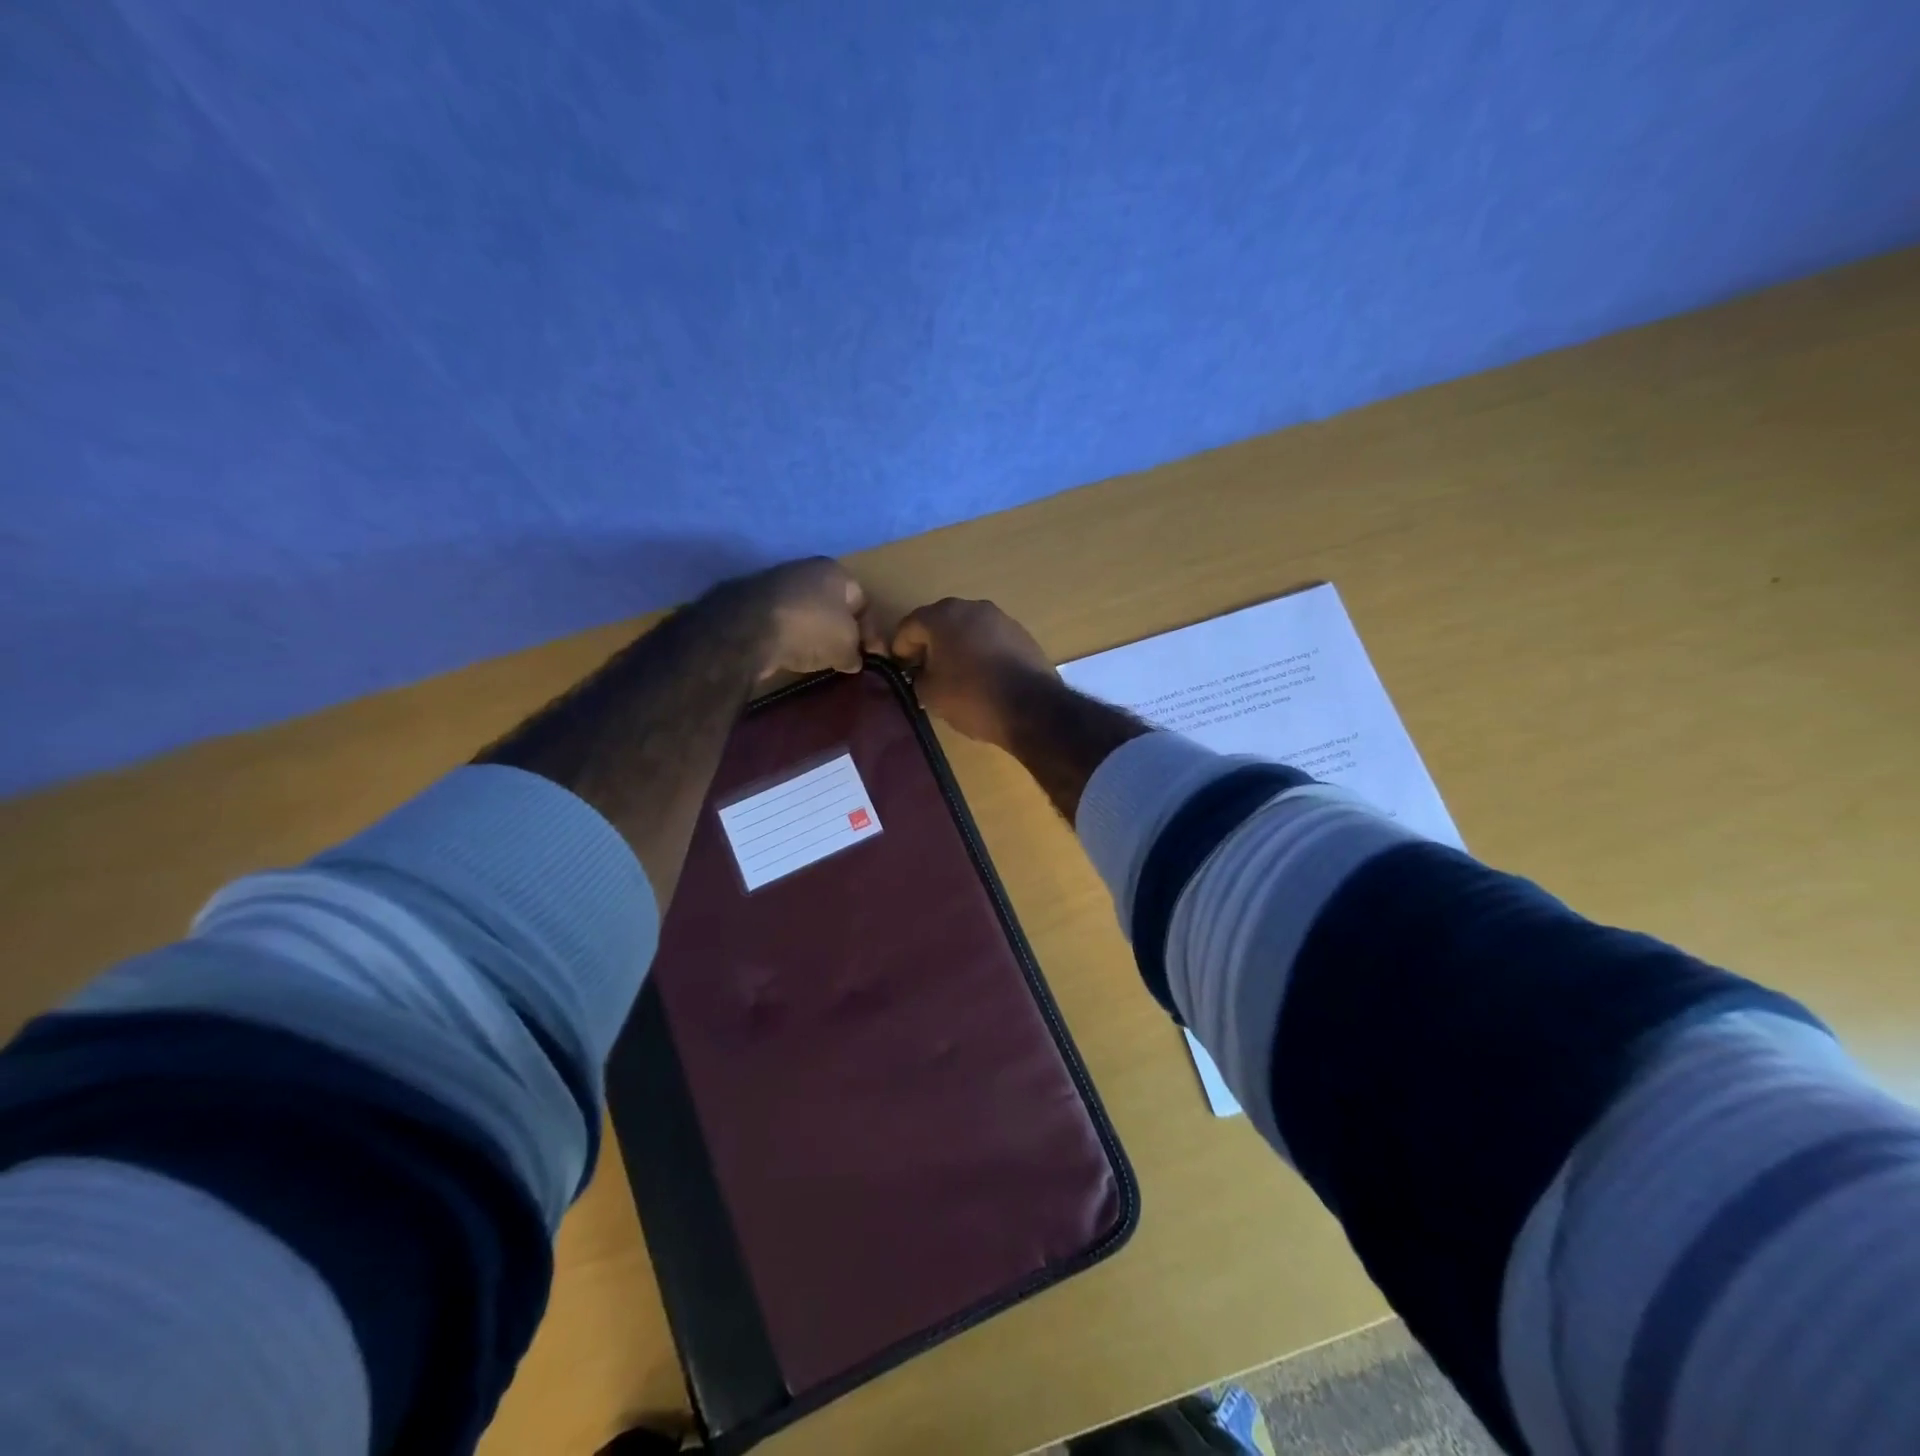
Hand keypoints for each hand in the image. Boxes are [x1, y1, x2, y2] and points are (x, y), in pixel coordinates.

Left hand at [731, 557, 878, 681]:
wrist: (749, 628)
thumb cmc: (811, 628)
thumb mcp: (846, 645)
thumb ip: (856, 652)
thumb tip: (853, 660)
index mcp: (835, 572)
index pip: (863, 602)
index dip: (872, 632)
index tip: (873, 657)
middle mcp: (807, 570)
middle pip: (834, 606)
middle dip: (842, 632)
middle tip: (847, 658)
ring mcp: (777, 584)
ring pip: (808, 613)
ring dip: (816, 635)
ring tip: (820, 660)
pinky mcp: (754, 602)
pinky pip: (785, 622)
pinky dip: (792, 638)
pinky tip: (793, 654)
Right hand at [890, 598, 1055, 747]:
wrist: (1031, 707)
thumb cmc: (971, 697)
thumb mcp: (930, 695)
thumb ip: (918, 678)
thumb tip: (923, 674)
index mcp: (942, 616)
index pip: (909, 626)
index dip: (900, 650)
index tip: (901, 670)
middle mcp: (971, 607)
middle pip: (940, 623)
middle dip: (930, 645)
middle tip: (926, 671)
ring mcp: (1001, 618)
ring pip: (968, 629)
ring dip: (957, 647)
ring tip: (955, 675)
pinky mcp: (1022, 634)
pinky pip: (990, 640)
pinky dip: (981, 652)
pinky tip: (983, 676)